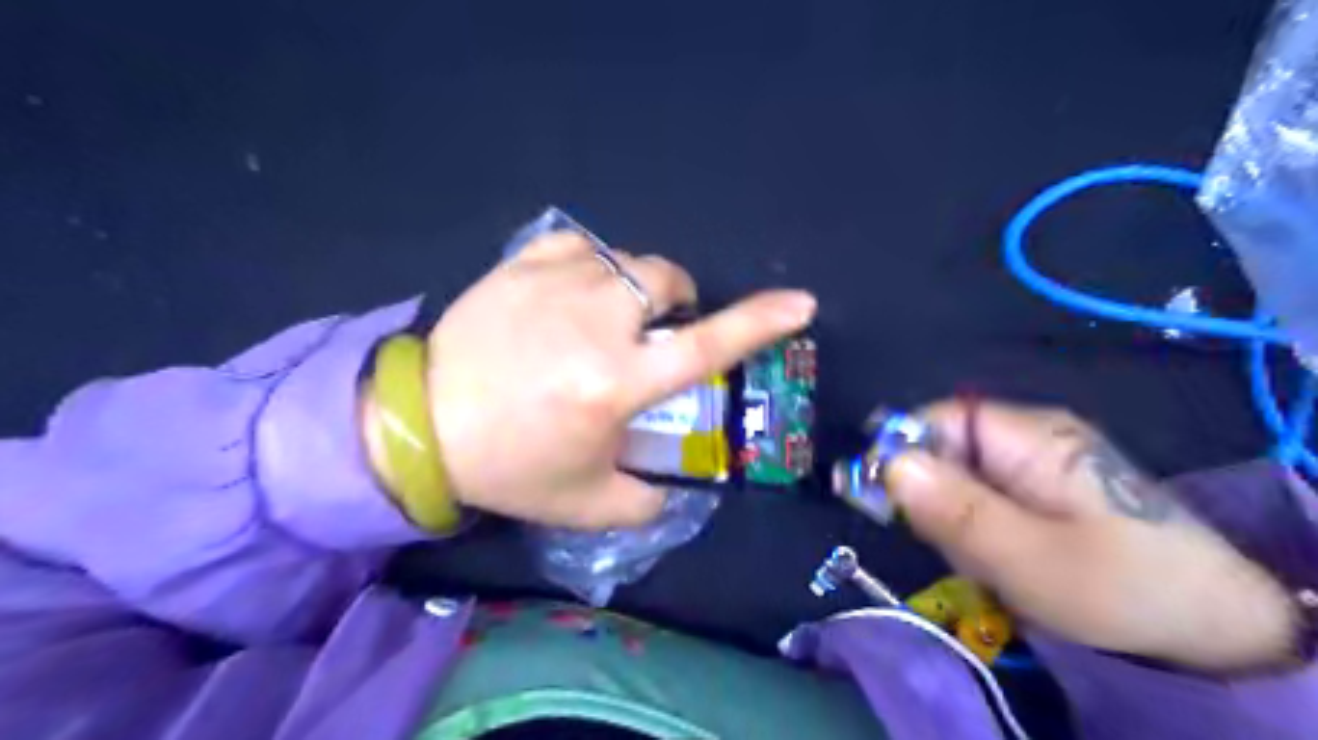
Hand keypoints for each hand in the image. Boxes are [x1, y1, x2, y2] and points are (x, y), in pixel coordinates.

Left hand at [424, 235, 814, 529]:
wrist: (419, 425)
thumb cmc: (508, 465)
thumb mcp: (585, 503)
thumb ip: (646, 501)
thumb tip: (675, 486)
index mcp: (616, 382)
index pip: (707, 347)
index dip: (760, 323)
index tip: (801, 303)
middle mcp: (596, 323)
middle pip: (667, 282)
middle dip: (676, 301)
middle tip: (654, 331)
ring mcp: (556, 284)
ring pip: (626, 262)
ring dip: (634, 288)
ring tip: (607, 317)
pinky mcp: (520, 265)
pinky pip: (579, 244)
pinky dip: (592, 264)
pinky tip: (573, 292)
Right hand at [884, 402, 1293, 672]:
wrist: (1213, 623)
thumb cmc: (1120, 587)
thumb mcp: (1028, 558)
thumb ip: (955, 510)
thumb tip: (887, 463)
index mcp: (1028, 436)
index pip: (936, 419)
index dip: (901, 452)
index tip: (888, 504)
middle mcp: (1028, 434)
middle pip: (943, 447)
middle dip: (932, 496)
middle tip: (953, 546)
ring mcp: (1035, 460)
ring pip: (959, 476)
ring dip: (954, 518)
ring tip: (987, 559)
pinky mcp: (1040, 485)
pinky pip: (983, 494)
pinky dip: (976, 526)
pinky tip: (1000, 556)